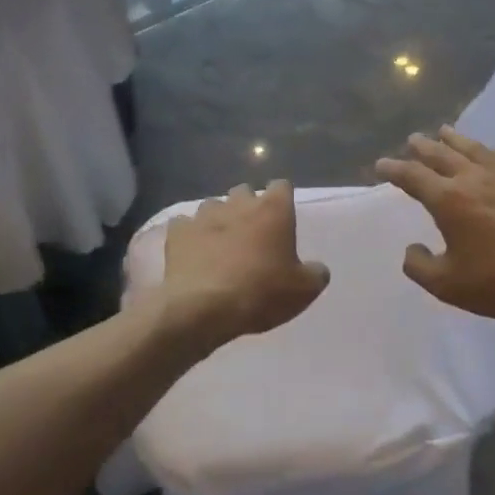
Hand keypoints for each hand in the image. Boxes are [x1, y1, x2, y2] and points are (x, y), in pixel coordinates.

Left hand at [158, 182, 329, 347]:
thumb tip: (317, 269)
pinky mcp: (177, 233)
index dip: (282, 199)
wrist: (204, 308)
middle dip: (248, 206)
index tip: (282, 217)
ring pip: (213, 205)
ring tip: (220, 243)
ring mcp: (204, 216)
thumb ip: (315, 274)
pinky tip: (193, 252)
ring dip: (218, 219)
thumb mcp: (303, 290)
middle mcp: (238, 204)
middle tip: (252, 233)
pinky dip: (189, 234)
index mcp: (273, 210)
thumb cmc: (262, 292)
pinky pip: (184, 225)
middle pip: (245, 192)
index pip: (282, 186)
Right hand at [376, 127, 494, 323]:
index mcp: (448, 200)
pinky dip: (492, 151)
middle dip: (423, 147)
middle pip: (442, 155)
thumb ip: (420, 267)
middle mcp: (473, 179)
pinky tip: (493, 150)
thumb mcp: (447, 285)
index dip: (394, 169)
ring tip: (445, 131)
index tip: (381, 164)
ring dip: (455, 139)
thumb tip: (412, 249)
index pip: (413, 176)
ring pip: (474, 149)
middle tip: (412, 140)